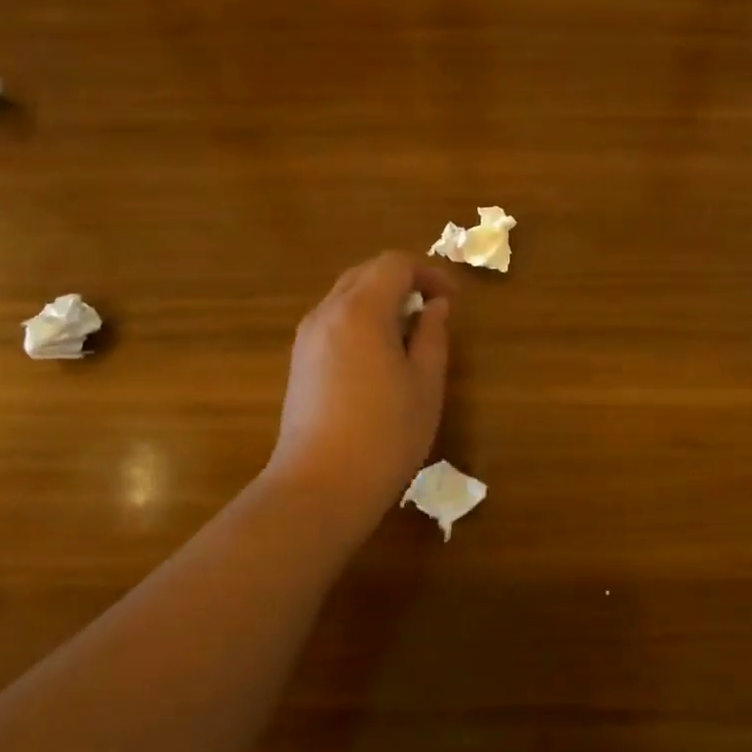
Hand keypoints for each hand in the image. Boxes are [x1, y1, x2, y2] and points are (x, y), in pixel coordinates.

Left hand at [263, 251, 456, 524]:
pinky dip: (361, 320)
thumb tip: (435, 306)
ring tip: (410, 334)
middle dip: (404, 281)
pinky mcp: (299, 361)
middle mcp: (327, 312)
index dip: (429, 272)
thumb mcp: (426, 383)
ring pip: (347, 295)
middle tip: (434, 310)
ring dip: (381, 300)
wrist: (319, 488)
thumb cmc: (385, 435)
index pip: (395, 263)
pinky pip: (334, 320)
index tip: (453, 298)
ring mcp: (307, 337)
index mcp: (361, 310)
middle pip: (367, 273)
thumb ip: (433, 335)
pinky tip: (380, 356)